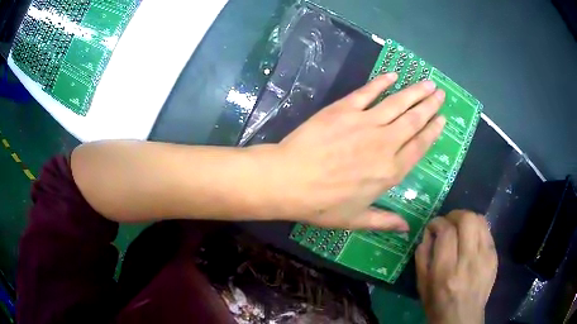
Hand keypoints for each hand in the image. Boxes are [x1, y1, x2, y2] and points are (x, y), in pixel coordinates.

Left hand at [257, 73, 445, 229]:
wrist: (289, 181)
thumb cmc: (322, 204)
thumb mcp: (355, 220)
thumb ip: (384, 221)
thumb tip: (406, 228)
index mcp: (390, 171)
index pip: (419, 146)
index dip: (433, 131)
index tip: (442, 119)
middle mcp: (385, 143)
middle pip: (414, 120)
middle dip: (430, 105)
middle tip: (440, 93)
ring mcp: (365, 123)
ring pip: (398, 103)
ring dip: (415, 91)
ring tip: (428, 82)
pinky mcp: (344, 109)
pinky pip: (368, 92)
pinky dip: (382, 82)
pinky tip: (394, 75)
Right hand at [415, 210, 497, 323]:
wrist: (462, 318)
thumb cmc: (437, 304)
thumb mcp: (422, 284)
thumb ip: (422, 256)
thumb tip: (428, 234)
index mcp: (446, 270)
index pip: (446, 231)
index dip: (437, 222)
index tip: (433, 226)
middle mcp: (468, 261)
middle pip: (467, 219)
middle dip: (454, 215)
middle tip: (448, 223)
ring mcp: (485, 257)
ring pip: (480, 220)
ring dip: (467, 219)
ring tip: (460, 227)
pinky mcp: (494, 257)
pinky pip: (487, 231)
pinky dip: (477, 229)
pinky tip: (471, 239)